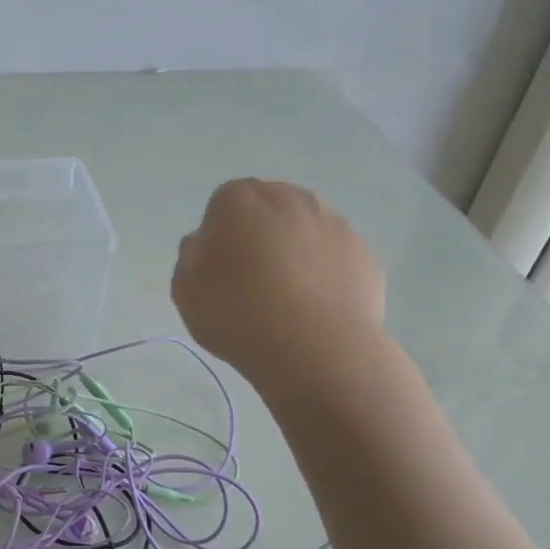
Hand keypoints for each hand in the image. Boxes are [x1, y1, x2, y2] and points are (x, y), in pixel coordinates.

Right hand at [171, 179, 384, 382]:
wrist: (315, 350)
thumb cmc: (237, 314)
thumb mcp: (185, 289)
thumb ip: (190, 256)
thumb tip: (206, 243)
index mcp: (241, 201)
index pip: (223, 202)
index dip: (218, 234)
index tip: (217, 267)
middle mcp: (291, 199)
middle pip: (268, 208)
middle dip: (258, 233)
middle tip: (248, 278)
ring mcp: (334, 224)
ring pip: (304, 229)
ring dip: (293, 250)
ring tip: (285, 297)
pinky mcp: (364, 254)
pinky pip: (333, 256)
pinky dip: (323, 272)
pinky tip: (313, 308)